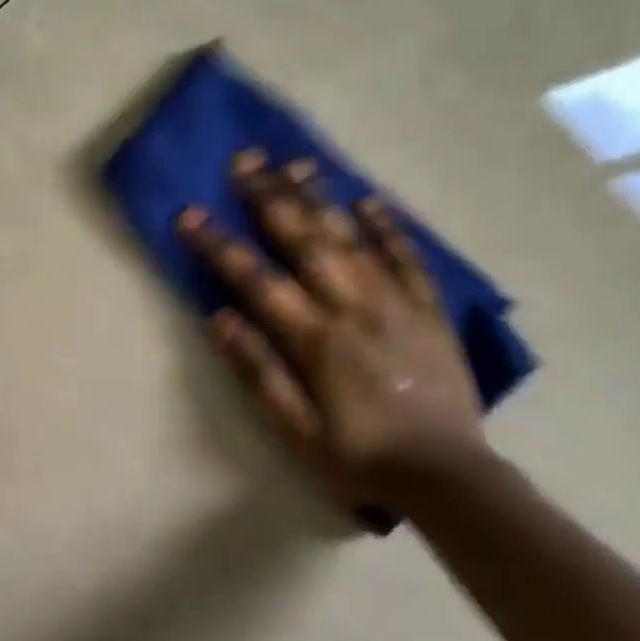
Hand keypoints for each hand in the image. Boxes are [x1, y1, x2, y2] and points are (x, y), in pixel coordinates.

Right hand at [177, 150, 485, 518]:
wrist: (449, 480)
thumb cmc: (360, 458)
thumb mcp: (296, 430)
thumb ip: (259, 371)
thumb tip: (220, 317)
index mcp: (317, 340)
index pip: (257, 280)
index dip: (220, 246)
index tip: (190, 214)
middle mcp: (355, 310)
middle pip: (307, 242)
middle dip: (271, 198)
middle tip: (246, 160)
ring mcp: (398, 306)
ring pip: (354, 240)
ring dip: (322, 198)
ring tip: (297, 162)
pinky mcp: (430, 312)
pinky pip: (410, 260)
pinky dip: (389, 228)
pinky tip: (369, 200)